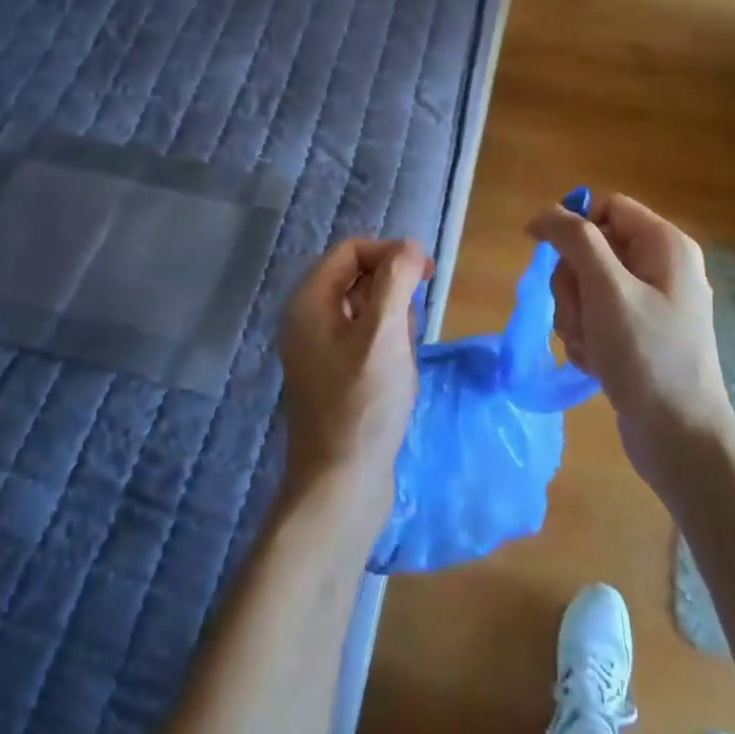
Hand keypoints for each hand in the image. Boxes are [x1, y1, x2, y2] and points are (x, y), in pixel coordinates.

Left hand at [277, 238, 432, 507]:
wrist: (340, 486)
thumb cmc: (363, 405)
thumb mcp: (383, 334)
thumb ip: (395, 281)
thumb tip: (409, 248)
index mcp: (310, 302)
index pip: (351, 250)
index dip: (390, 253)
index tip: (426, 276)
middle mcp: (308, 320)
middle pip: (358, 277)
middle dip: (394, 293)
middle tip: (409, 329)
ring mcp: (320, 350)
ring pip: (367, 310)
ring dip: (394, 323)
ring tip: (402, 359)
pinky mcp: (335, 376)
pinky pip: (366, 340)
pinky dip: (387, 347)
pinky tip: (398, 377)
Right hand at [527, 194, 734, 495]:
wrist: (680, 439)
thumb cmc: (646, 355)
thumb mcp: (607, 289)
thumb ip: (575, 240)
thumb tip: (545, 214)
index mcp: (664, 245)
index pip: (605, 208)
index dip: (573, 227)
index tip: (547, 254)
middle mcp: (660, 267)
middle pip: (590, 249)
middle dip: (573, 284)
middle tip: (582, 316)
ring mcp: (649, 303)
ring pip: (586, 286)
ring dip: (575, 316)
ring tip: (591, 347)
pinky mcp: (638, 334)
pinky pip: (595, 317)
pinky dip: (587, 338)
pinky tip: (597, 364)